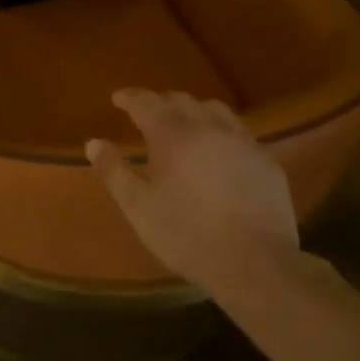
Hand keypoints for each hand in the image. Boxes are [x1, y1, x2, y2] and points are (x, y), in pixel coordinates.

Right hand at [87, 90, 298, 293]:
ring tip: (184, 124)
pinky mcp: (266, 160)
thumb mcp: (138, 208)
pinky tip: (219, 150)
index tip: (118, 98)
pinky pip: (238, 132)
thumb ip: (114, 171)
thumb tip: (93, 142)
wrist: (255, 263)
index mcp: (172, 135)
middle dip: (160, 101)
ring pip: (214, 109)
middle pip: (180, 100)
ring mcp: (241, 141)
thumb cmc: (187, 235)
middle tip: (147, 112)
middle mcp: (207, 127)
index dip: (130, 97)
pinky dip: (220, 131)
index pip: (146, 102)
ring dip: (193, 110)